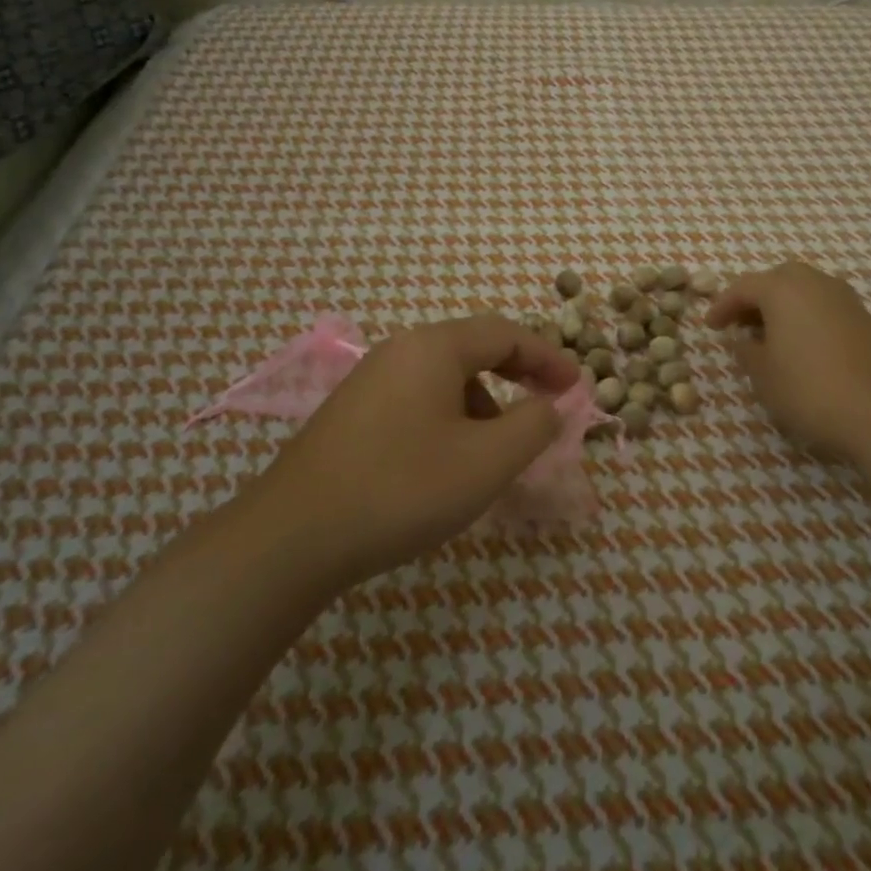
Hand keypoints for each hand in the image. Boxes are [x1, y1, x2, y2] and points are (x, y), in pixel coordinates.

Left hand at [252, 314, 577, 589]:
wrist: (293, 537)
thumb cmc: (403, 488)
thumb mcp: (487, 460)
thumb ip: (534, 425)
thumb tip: (549, 406)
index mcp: (433, 348)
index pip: (506, 333)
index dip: (548, 357)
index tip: (577, 386)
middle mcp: (400, 351)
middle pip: (474, 351)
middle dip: (517, 379)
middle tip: (545, 412)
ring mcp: (370, 382)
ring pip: (444, 380)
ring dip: (483, 407)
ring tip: (495, 455)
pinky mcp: (352, 414)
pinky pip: (417, 402)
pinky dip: (449, 422)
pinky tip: (447, 467)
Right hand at [708, 261, 870, 460]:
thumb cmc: (809, 388)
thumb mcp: (763, 374)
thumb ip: (746, 351)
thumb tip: (745, 339)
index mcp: (783, 288)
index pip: (742, 287)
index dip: (722, 306)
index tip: (710, 326)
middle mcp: (814, 282)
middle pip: (777, 280)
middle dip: (755, 298)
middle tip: (739, 323)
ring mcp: (843, 298)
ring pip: (803, 291)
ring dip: (782, 307)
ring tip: (767, 335)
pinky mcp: (863, 319)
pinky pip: (822, 306)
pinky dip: (804, 317)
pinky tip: (799, 345)